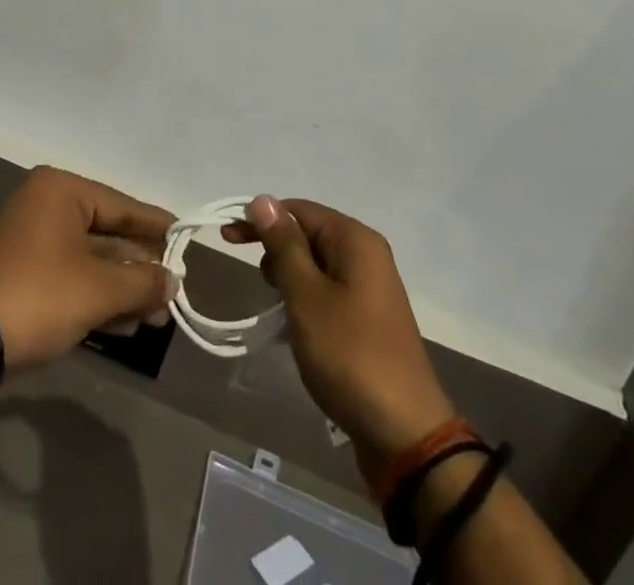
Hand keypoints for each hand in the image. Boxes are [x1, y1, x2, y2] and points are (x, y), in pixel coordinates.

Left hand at [0, 167, 176, 371]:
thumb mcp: (99, 289)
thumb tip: (173, 281)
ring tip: (158, 317)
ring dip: (123, 289)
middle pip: (108, 235)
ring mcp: (34, 241)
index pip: (121, 205)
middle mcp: (47, 206)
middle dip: (140, 269)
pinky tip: (128, 324)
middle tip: (173, 292)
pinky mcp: (27, 274)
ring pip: (92, 261)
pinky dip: (99, 298)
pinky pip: (74, 278)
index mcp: (61, 192)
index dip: (156, 226)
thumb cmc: (41, 296)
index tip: (186, 239)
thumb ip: (142, 282)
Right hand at [226, 197, 455, 473]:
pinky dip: (307, 296)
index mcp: (355, 239)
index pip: (298, 209)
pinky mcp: (370, 316)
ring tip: (279, 306)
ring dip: (291, 276)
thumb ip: (283, 245)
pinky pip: (329, 288)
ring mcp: (372, 286)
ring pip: (317, 263)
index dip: (261, 219)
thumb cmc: (350, 354)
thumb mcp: (306, 296)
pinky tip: (297, 322)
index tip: (228, 238)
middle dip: (277, 249)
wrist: (405, 433)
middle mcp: (367, 253)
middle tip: (260, 283)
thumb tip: (263, 199)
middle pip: (309, 232)